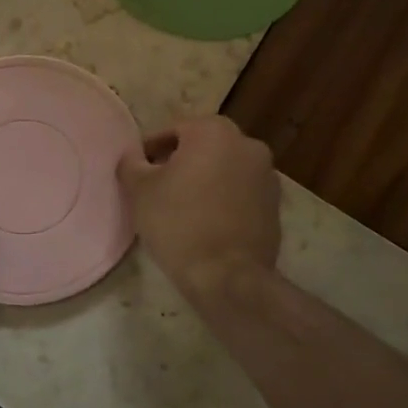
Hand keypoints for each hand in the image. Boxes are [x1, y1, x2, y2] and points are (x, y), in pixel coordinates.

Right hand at [119, 116, 280, 302]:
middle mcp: (247, 143)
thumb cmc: (179, 223)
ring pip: (224, 169)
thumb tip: (133, 157)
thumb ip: (132, 164)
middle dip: (180, 162)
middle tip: (157, 188)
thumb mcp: (140, 191)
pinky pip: (241, 192)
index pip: (173, 131)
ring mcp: (267, 174)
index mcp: (214, 131)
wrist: (228, 276)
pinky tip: (207, 221)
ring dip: (205, 179)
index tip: (138, 172)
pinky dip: (224, 198)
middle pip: (202, 147)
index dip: (151, 151)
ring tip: (182, 207)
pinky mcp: (276, 204)